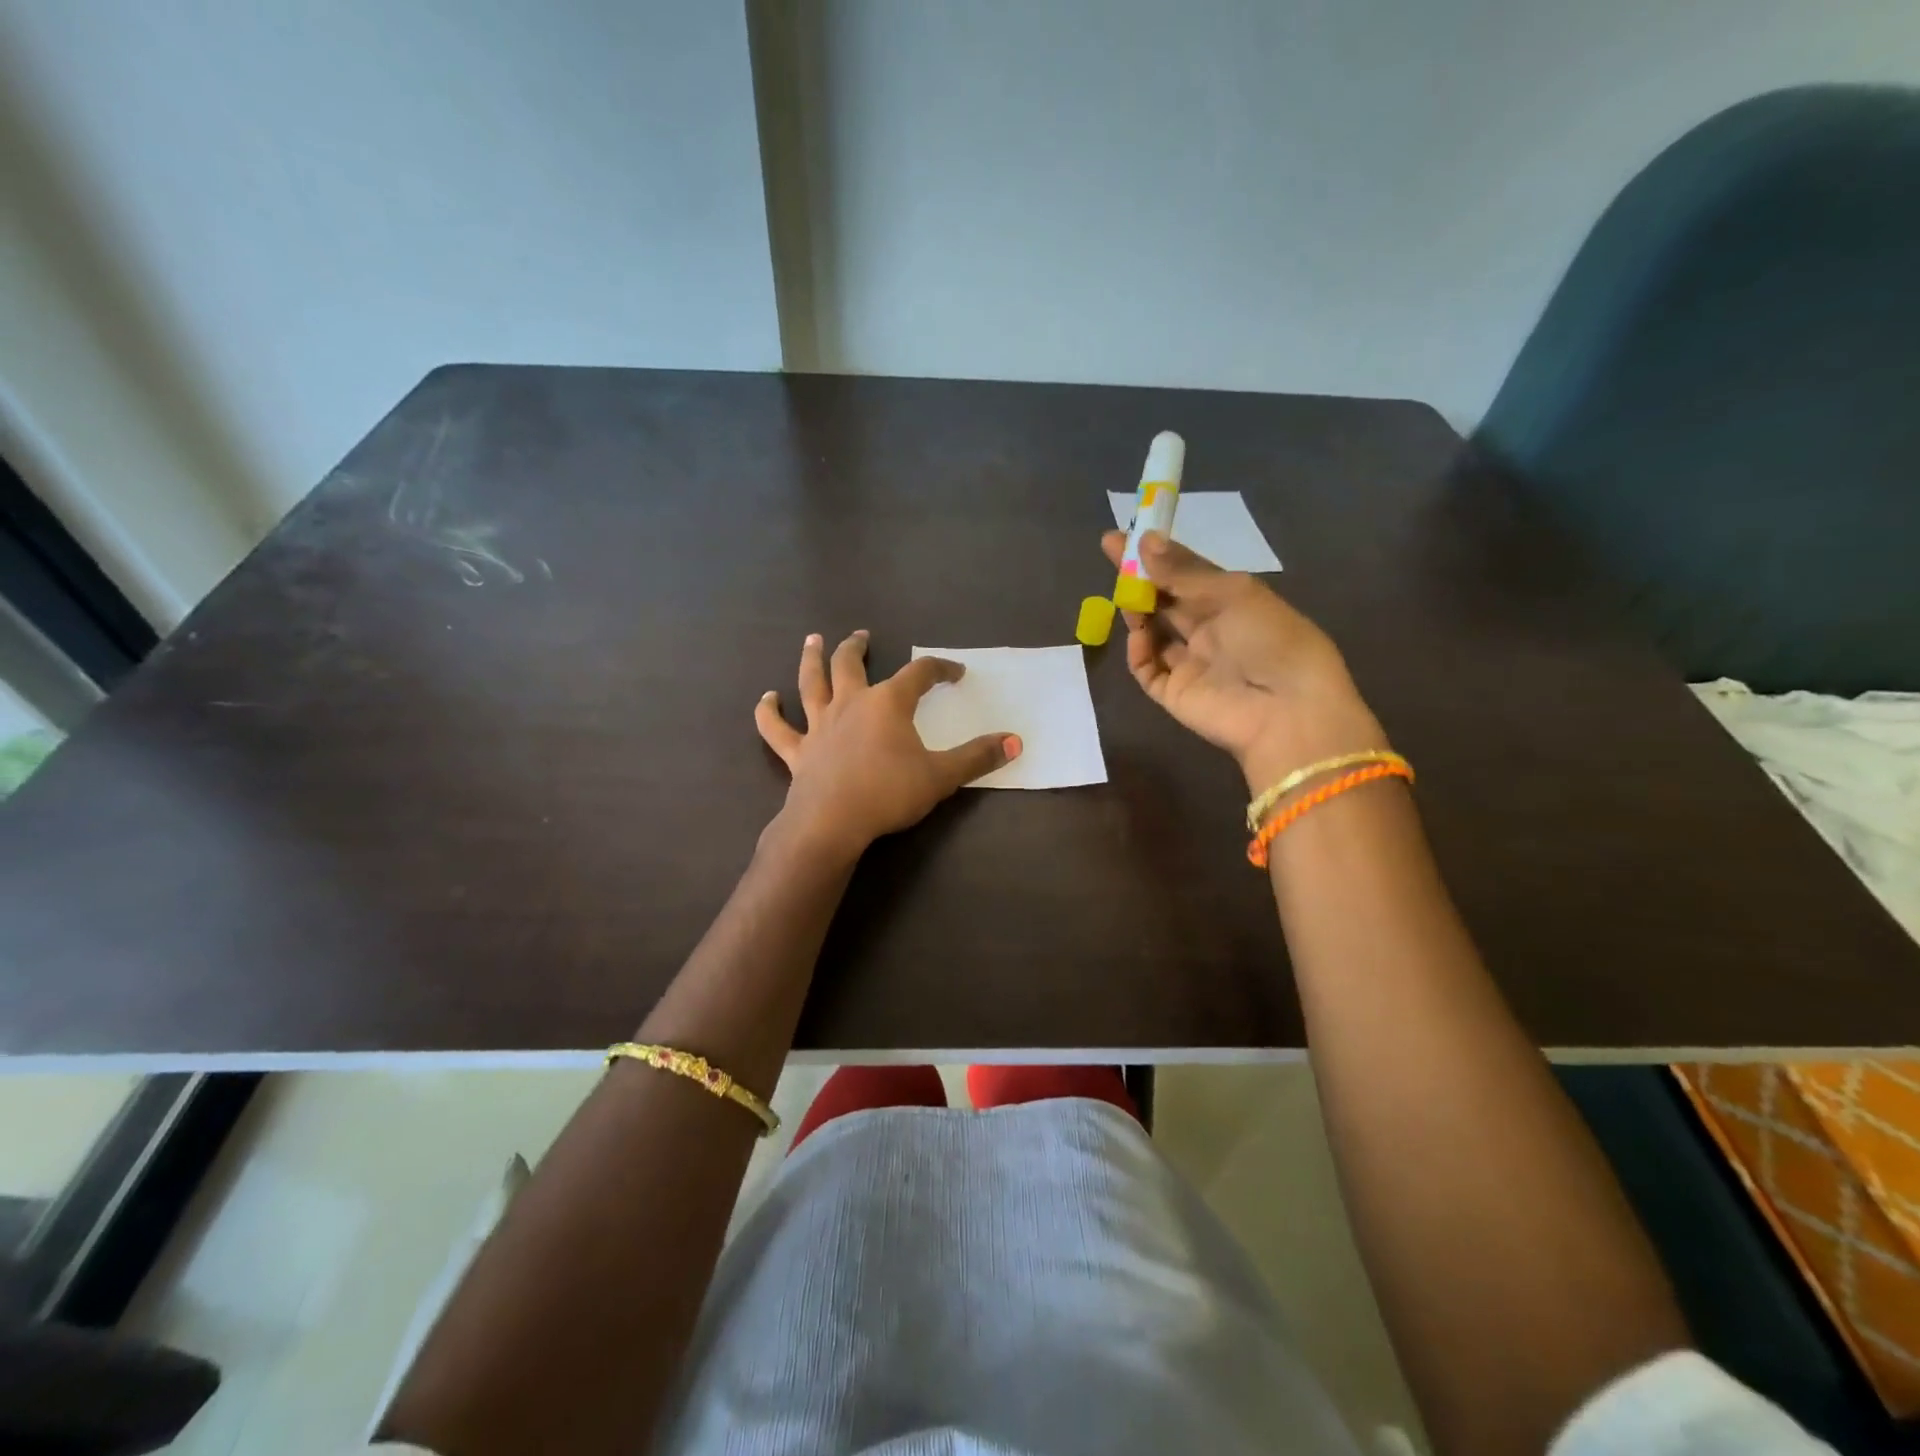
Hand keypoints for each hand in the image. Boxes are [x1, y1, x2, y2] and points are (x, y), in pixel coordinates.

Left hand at [755, 631, 1019, 856]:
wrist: (832, 822)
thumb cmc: (889, 794)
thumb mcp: (942, 777)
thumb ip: (978, 757)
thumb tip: (1016, 741)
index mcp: (888, 703)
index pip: (919, 674)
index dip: (940, 668)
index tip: (956, 672)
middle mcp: (850, 703)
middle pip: (850, 664)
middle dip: (858, 646)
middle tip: (861, 635)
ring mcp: (819, 725)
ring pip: (811, 683)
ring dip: (811, 659)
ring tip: (812, 641)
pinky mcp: (798, 751)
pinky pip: (778, 728)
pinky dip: (769, 712)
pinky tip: (766, 699)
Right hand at [1101, 530, 1386, 789]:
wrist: (1286, 711)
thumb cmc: (1271, 639)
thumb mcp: (1233, 593)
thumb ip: (1183, 571)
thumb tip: (1145, 541)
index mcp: (1233, 602)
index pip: (1188, 572)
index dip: (1158, 553)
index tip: (1126, 533)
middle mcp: (1210, 630)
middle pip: (1166, 599)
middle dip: (1139, 577)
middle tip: (1112, 552)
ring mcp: (1190, 663)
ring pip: (1153, 631)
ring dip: (1138, 610)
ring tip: (1125, 593)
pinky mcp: (1174, 693)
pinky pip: (1147, 668)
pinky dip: (1138, 650)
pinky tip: (1138, 634)